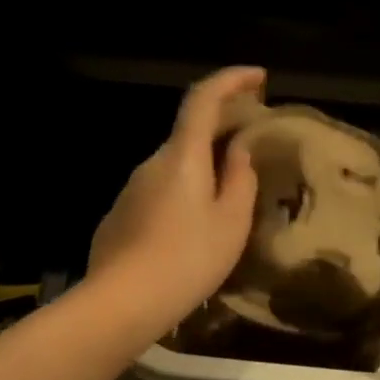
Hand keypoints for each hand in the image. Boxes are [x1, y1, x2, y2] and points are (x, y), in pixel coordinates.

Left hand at [88, 66, 263, 334]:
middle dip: (223, 128)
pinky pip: (160, 191)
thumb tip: (239, 152)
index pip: (203, 99)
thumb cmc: (188, 259)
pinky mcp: (121, 215)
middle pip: (190, 132)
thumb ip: (241, 180)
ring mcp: (131, 189)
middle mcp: (152, 162)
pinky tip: (195, 227)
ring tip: (230, 194)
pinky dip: (184, 192)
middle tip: (254, 143)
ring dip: (204, 166)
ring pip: (175, 165)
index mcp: (183, 156)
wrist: (122, 303)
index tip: (259, 77)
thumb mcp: (232, 222)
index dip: (231, 80)